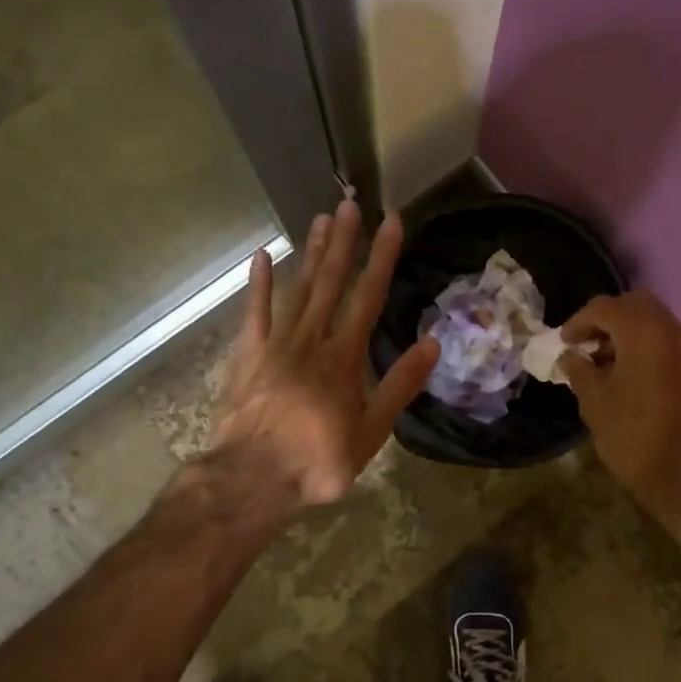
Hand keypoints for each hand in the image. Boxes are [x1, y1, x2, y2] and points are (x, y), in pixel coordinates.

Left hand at [212, 200, 439, 506]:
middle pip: (330, 282)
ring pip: (297, 289)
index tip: (392, 222)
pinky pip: (253, 313)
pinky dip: (258, 284)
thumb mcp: (370, 432)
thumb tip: (432, 343)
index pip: (368, 297)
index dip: (382, 257)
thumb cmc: (317, 461)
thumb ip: (399, 385)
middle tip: (351, 203)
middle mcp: (310, 340)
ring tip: (321, 219)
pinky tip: (262, 256)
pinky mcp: (248, 356)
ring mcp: (275, 344)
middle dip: (344, 242)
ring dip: (311, 253)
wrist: (251, 478)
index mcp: (343, 358)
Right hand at [560, 291, 680, 522]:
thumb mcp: (594, 401)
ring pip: (653, 320)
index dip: (579, 322)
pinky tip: (626, 371)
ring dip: (626, 330)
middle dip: (606, 318)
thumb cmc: (632, 436)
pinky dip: (644, 343)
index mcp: (644, 333)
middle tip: (584, 343)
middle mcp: (672, 330)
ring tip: (602, 360)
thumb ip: (579, 370)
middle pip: (634, 304)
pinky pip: (666, 339)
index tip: (563, 342)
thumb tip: (570, 356)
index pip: (605, 308)